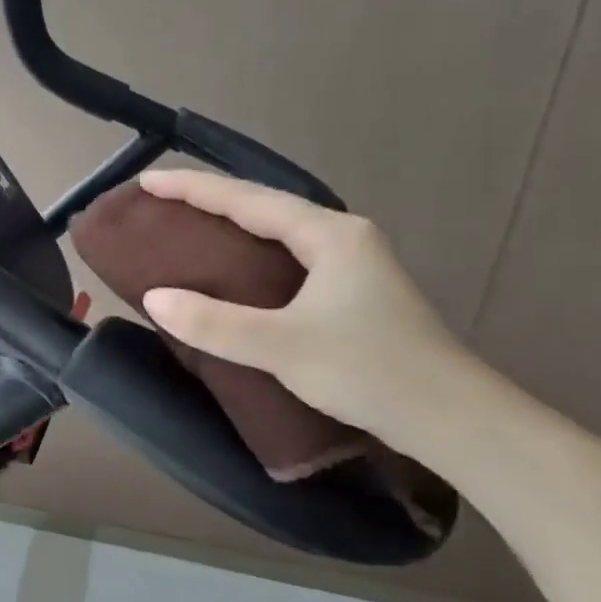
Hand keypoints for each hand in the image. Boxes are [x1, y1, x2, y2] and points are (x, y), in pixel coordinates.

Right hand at [137, 169, 473, 447]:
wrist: (453, 419)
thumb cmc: (370, 371)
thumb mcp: (283, 347)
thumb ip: (215, 323)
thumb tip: (154, 298)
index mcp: (329, 235)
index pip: (247, 199)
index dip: (193, 188)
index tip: (146, 182)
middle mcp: (342, 238)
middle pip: (264, 206)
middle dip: (210, 199)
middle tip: (160, 201)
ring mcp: (352, 265)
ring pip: (278, 232)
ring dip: (231, 225)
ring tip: (187, 227)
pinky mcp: (353, 293)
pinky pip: (288, 257)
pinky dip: (251, 254)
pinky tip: (233, 270)